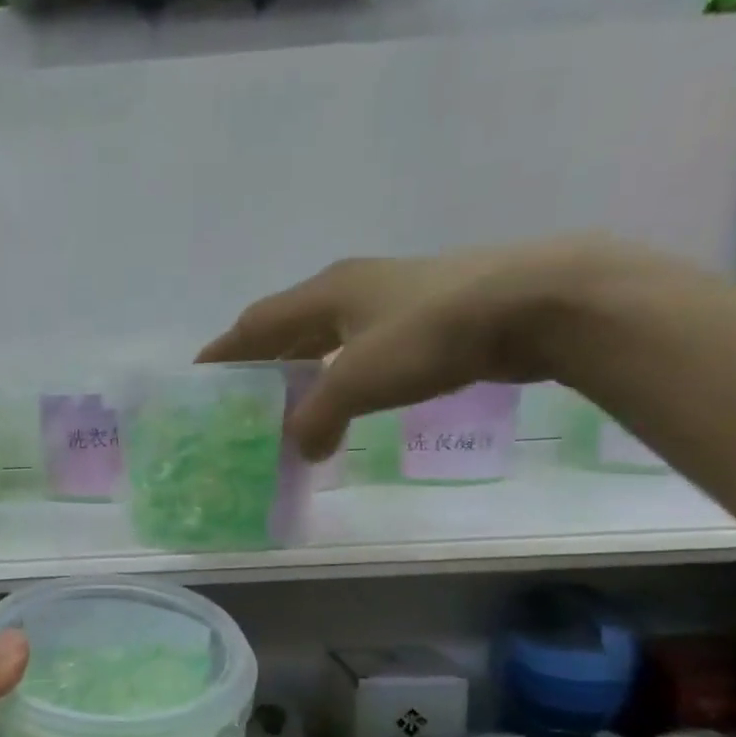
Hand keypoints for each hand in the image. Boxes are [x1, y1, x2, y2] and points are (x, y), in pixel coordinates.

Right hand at [197, 235, 645, 458]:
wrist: (537, 302)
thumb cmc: (431, 334)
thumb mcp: (359, 380)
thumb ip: (318, 417)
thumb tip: (301, 449)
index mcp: (326, 292)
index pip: (256, 323)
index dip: (225, 350)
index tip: (198, 375)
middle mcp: (352, 287)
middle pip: (289, 324)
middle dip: (261, 358)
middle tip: (240, 393)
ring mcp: (392, 298)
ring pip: (328, 333)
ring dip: (303, 365)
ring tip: (288, 399)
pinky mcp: (428, 316)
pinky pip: (362, 345)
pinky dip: (342, 371)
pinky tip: (348, 395)